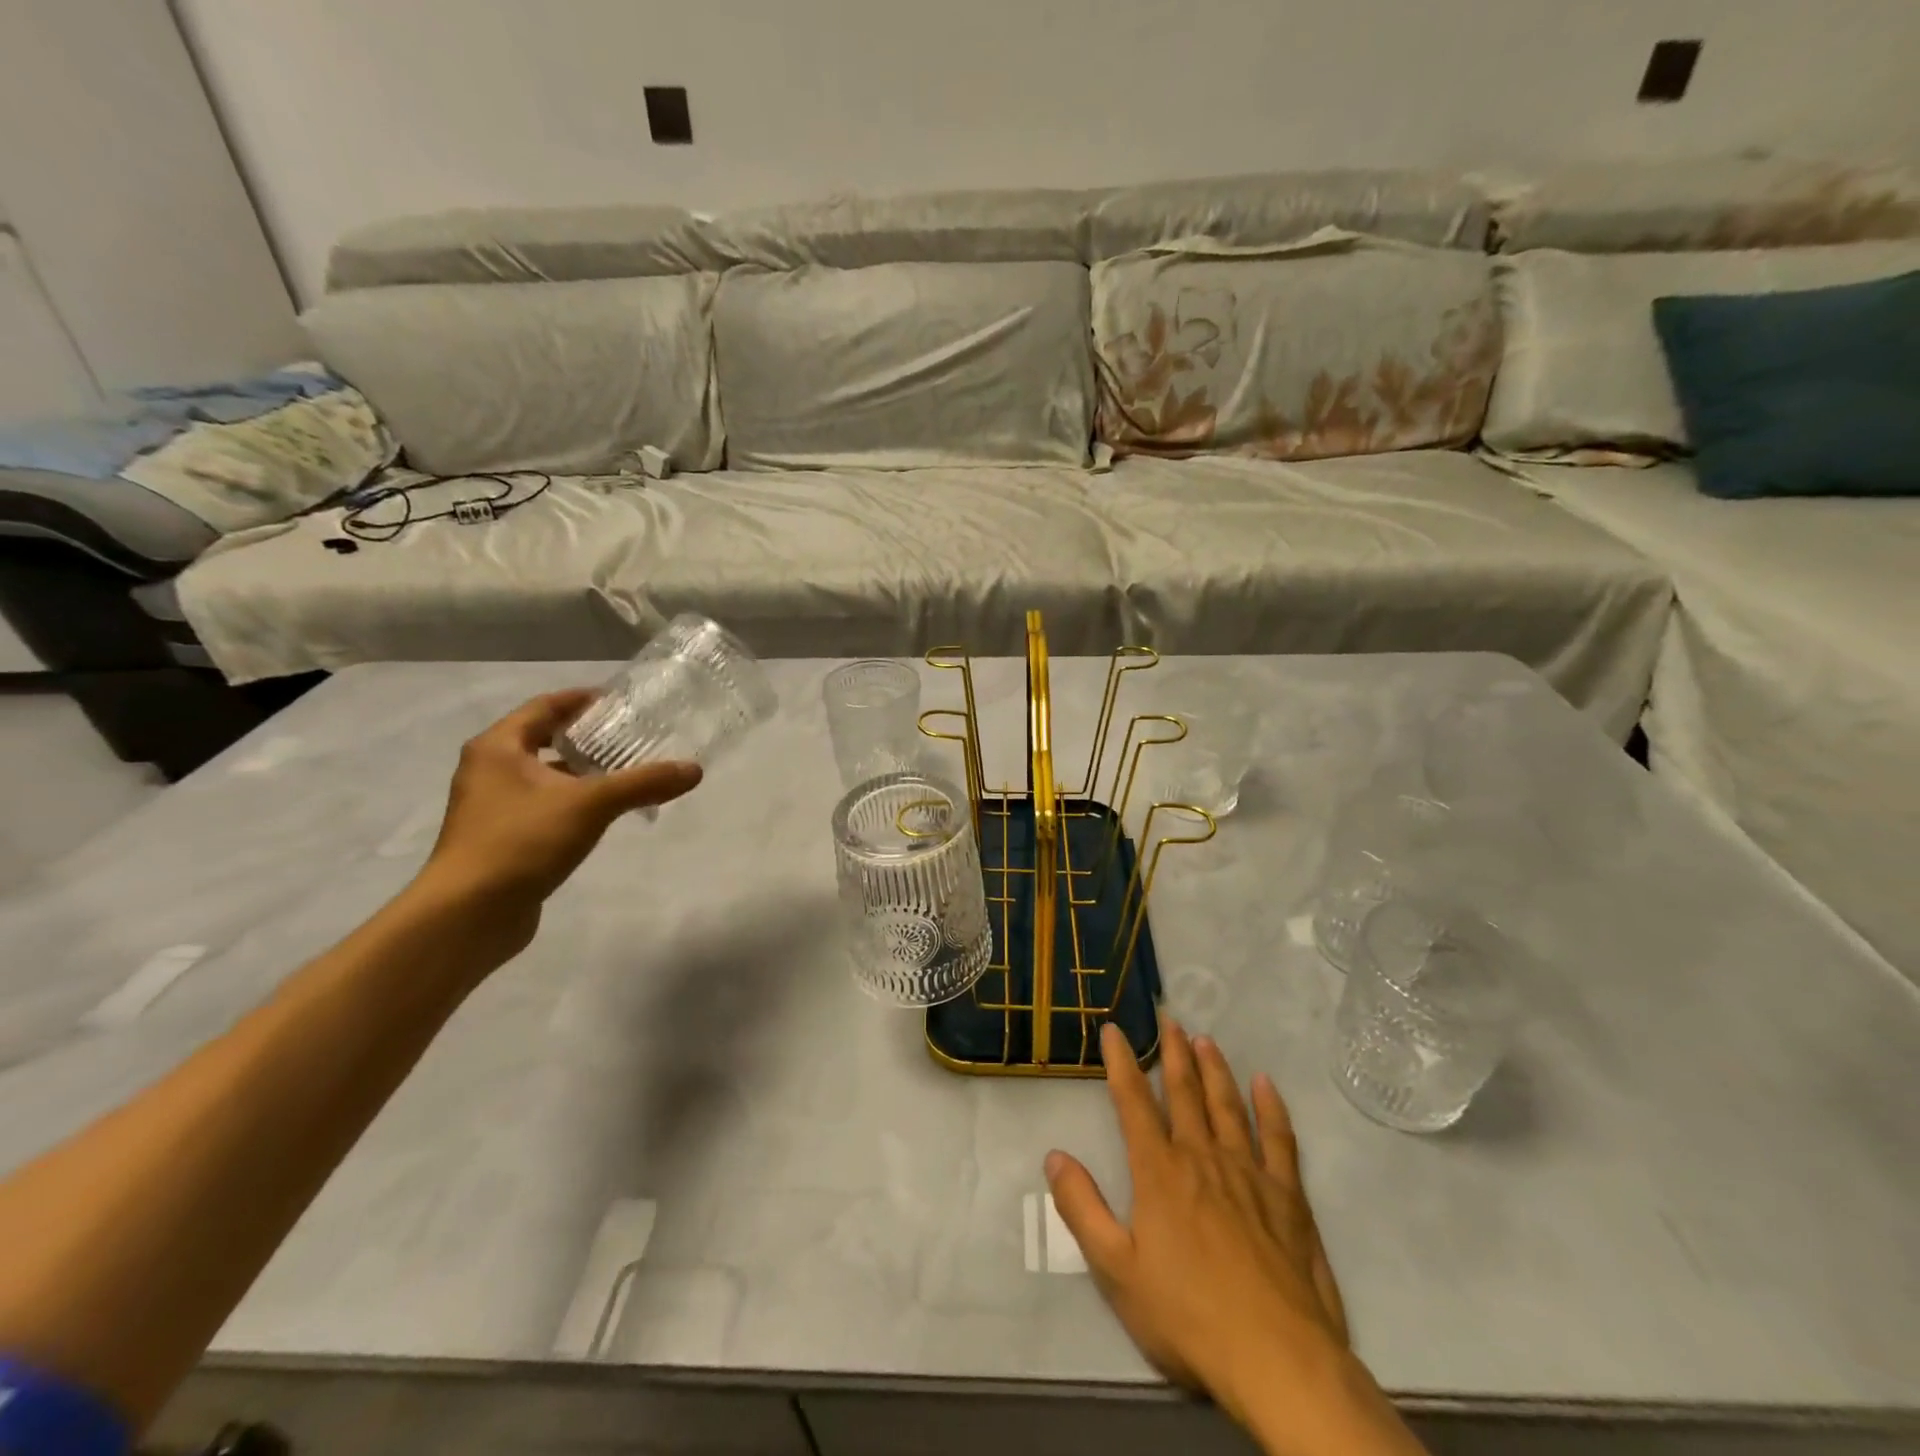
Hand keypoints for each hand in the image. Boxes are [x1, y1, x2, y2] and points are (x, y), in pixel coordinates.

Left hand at [413, 690, 701, 956]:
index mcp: (498, 748)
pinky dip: (573, 802)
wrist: (468, 915)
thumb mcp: (591, 804)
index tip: (621, 702)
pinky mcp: (502, 839)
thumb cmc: (522, 841)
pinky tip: (605, 814)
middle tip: (631, 735)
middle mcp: (489, 770)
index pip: (545, 706)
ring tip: (627, 772)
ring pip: (545, 776)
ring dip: (582, 772)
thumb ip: (643, 783)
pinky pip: (544, 806)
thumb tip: (694, 770)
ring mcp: (492, 807)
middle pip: (543, 739)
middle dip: (587, 736)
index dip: (583, 700)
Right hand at [1045, 1021, 1348, 1421]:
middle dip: (1173, 1053)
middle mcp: (1202, 1157)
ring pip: (1228, 1105)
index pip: (1133, 1103)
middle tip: (1169, 1018)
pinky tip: (1265, 1084)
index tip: (1114, 1030)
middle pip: (1184, 1093)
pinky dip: (1271, 1107)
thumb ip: (1082, 1209)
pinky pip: (1279, 1138)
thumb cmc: (1187, 1316)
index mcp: (1159, 1172)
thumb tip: (1054, 1156)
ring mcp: (1249, 1173)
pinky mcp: (1287, 1196)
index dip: (1121, 1063)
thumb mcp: (1116, 1270)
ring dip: (1214, 1069)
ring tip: (1205, 1039)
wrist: (1276, 1358)